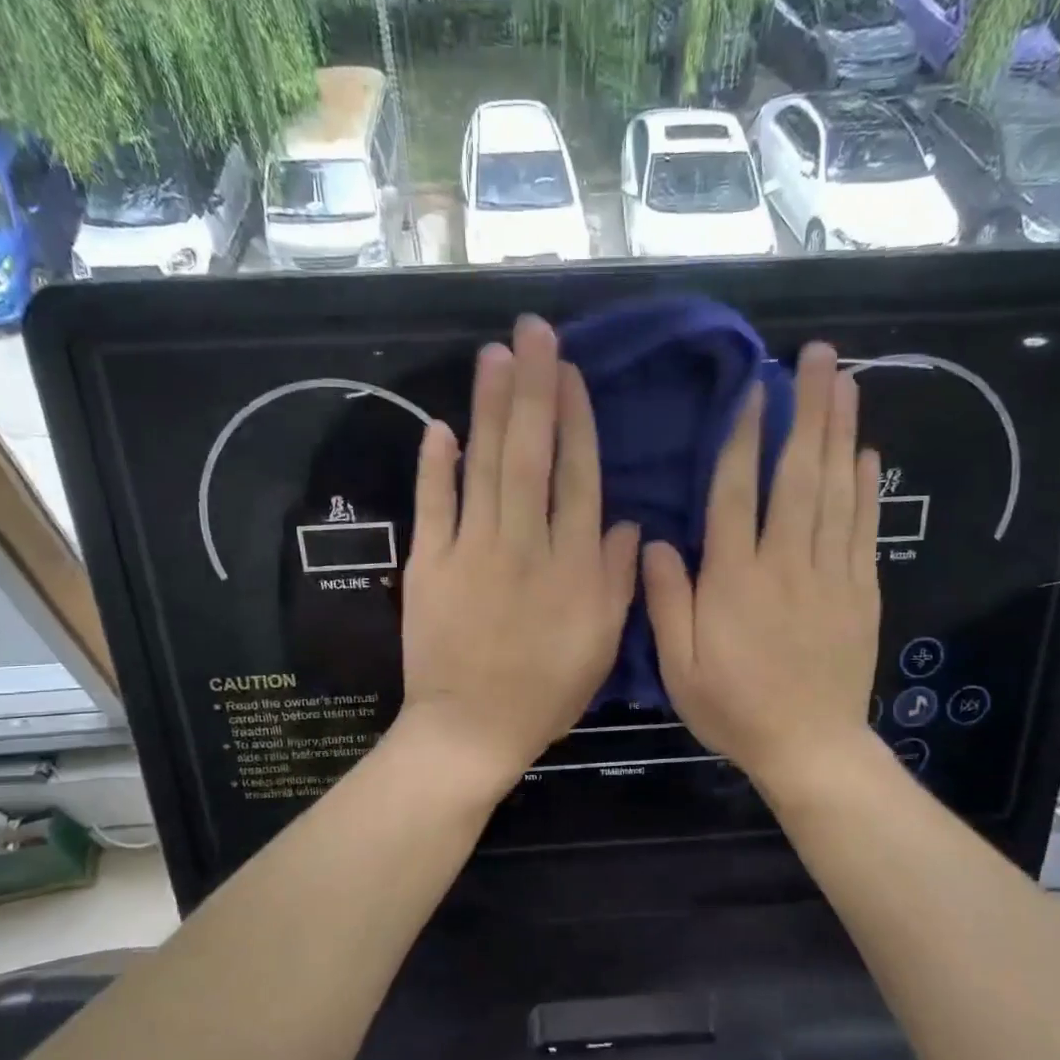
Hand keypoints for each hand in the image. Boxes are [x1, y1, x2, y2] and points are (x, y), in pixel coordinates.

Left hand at [398, 315, 639, 790]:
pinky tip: (440, 427)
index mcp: (572, 565)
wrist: (472, 727)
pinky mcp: (429, 565)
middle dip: (533, 389)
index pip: (577, 478)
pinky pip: (433, 506)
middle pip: (530, 455)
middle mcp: (525, 544)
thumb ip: (617, 580)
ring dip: (489, 408)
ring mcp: (472, 551)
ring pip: (484, 467)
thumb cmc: (546, 691)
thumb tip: (629, 524)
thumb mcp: (601, 643)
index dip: (576, 421)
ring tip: (495, 356)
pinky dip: (435, 466)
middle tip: (533, 332)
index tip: (571, 374)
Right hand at [644, 342, 881, 787]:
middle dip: (806, 411)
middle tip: (816, 356)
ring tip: (844, 382)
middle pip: (798, 476)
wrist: (810, 747)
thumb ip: (667, 601)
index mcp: (735, 579)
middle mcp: (786, 564)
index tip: (754, 388)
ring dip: (839, 434)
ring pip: (836, 492)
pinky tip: (866, 452)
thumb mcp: (679, 666)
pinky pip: (864, 529)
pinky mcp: (861, 591)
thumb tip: (655, 541)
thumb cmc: (734, 707)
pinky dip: (866, 488)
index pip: (738, 493)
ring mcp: (830, 575)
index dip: (745, 437)